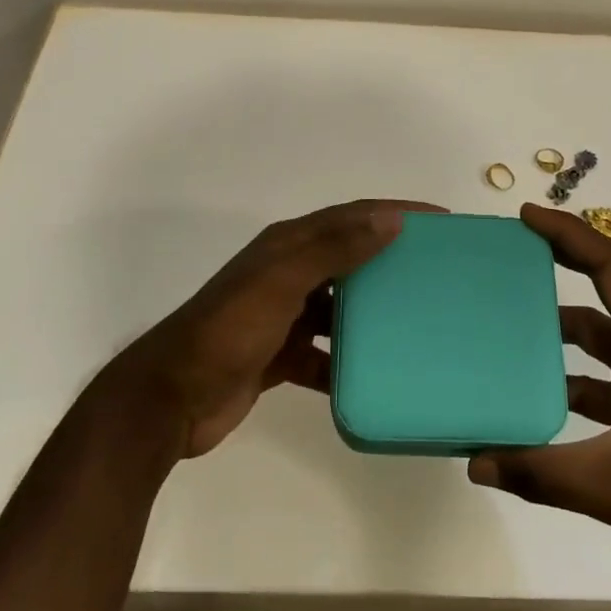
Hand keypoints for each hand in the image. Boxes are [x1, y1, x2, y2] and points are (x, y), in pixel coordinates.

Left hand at [95, 199, 441, 458]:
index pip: (351, 217)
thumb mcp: (281, 282)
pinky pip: (324, 353)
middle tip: (436, 272)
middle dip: (390, 259)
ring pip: (339, 307)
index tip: (440, 220)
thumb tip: (390, 218)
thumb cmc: (228, 331)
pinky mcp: (279, 356)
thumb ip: (333, 248)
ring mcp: (282, 316)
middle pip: (349, 257)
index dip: (394, 212)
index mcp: (288, 246)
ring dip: (372, 312)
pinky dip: (346, 360)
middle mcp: (287, 274)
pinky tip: (375, 375)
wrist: (170, 399)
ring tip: (417, 323)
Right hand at [468, 204, 610, 600]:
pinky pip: (602, 379)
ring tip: (505, 328)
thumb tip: (476, 463)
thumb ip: (543, 473)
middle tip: (507, 261)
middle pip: (602, 291)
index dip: (568, 234)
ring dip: (558, 331)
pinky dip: (568, 379)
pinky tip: (532, 400)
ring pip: (600, 339)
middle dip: (557, 268)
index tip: (525, 218)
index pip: (610, 265)